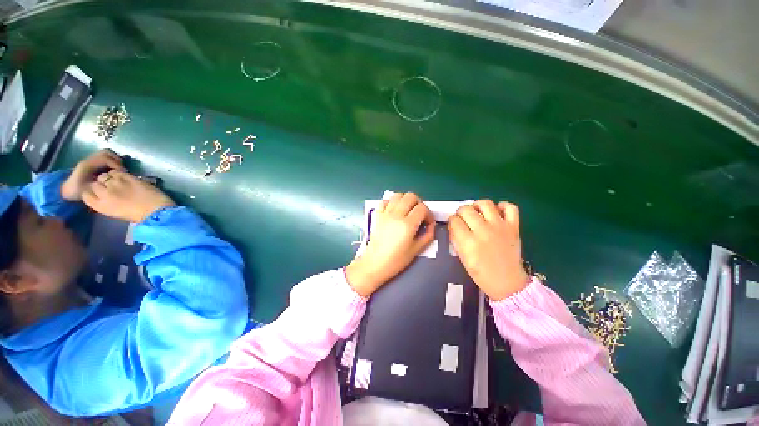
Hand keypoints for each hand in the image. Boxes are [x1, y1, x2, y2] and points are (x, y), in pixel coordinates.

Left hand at [61, 149, 124, 200]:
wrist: (68, 191)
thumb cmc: (79, 192)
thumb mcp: (90, 189)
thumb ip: (101, 183)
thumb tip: (115, 178)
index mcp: (87, 165)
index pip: (105, 159)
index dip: (116, 164)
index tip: (124, 173)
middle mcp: (89, 160)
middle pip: (106, 153)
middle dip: (117, 160)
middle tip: (122, 170)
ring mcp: (90, 160)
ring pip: (106, 154)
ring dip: (115, 160)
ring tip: (119, 170)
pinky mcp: (92, 163)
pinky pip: (104, 158)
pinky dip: (111, 162)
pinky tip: (114, 171)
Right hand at [82, 170, 175, 222]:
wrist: (157, 210)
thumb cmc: (139, 215)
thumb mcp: (115, 212)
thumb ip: (106, 202)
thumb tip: (103, 194)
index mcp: (100, 206)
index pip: (85, 194)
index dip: (92, 191)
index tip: (99, 192)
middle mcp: (103, 193)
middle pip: (94, 183)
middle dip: (101, 184)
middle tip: (112, 187)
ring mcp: (114, 184)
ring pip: (104, 176)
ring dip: (110, 178)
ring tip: (119, 182)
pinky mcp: (126, 177)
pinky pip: (116, 171)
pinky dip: (119, 173)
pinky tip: (126, 178)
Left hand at [346, 192, 435, 296]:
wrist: (374, 264)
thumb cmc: (395, 260)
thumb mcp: (416, 250)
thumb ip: (428, 236)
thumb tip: (431, 226)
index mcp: (407, 225)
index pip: (422, 208)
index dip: (429, 214)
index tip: (428, 223)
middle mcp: (396, 215)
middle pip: (411, 196)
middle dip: (419, 203)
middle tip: (420, 215)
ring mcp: (385, 213)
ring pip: (398, 195)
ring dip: (406, 200)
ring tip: (408, 211)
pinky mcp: (377, 215)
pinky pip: (385, 201)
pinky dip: (392, 202)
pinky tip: (395, 211)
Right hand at [449, 200, 529, 300]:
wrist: (507, 281)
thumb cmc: (481, 272)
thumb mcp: (462, 257)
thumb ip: (456, 239)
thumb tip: (453, 225)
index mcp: (469, 242)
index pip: (454, 220)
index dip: (452, 221)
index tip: (454, 224)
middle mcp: (483, 231)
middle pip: (466, 210)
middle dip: (461, 212)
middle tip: (463, 218)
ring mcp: (500, 227)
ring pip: (485, 204)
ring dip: (477, 205)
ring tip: (477, 212)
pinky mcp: (514, 227)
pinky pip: (510, 207)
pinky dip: (503, 206)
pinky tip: (496, 212)